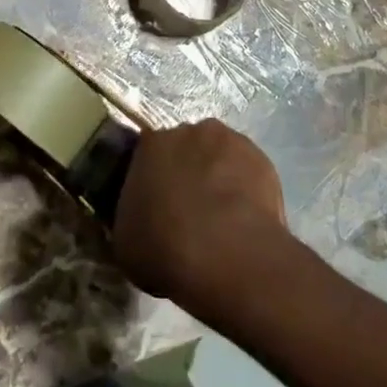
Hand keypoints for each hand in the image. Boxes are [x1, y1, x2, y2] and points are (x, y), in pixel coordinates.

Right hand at [111, 120, 290, 315]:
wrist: (226, 254)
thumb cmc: (164, 247)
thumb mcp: (126, 241)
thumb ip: (130, 218)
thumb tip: (139, 219)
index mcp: (149, 144)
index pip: (147, 156)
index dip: (153, 180)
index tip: (157, 206)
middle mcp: (187, 131)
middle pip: (185, 150)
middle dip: (186, 173)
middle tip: (189, 211)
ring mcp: (228, 141)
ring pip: (218, 156)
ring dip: (217, 177)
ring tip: (222, 218)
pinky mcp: (261, 158)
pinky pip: (247, 171)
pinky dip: (245, 189)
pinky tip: (245, 220)